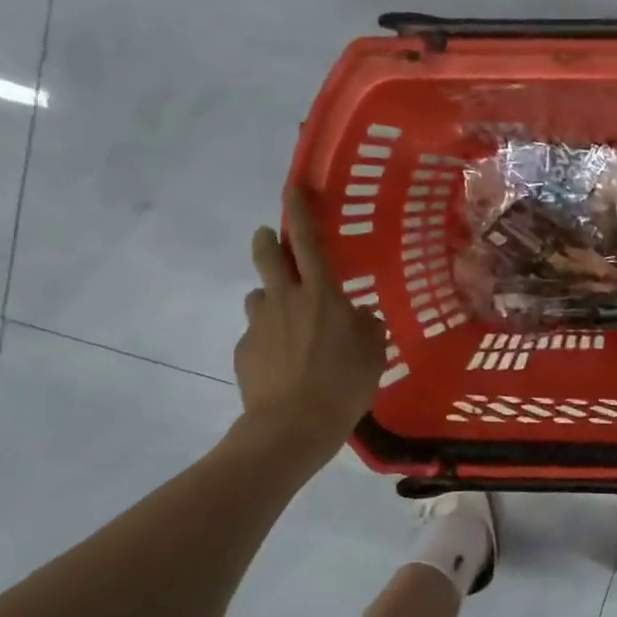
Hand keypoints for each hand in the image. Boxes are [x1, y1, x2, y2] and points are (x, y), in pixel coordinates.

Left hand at [233, 184, 386, 448]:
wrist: (292, 427)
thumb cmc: (343, 385)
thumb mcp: (373, 352)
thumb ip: (365, 325)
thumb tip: (354, 316)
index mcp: (321, 295)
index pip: (308, 241)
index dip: (300, 210)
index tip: (293, 188)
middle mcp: (285, 299)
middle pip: (267, 255)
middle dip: (267, 240)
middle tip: (271, 240)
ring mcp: (259, 324)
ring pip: (260, 297)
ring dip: (272, 300)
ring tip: (287, 325)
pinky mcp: (244, 350)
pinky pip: (257, 334)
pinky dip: (268, 340)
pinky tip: (282, 365)